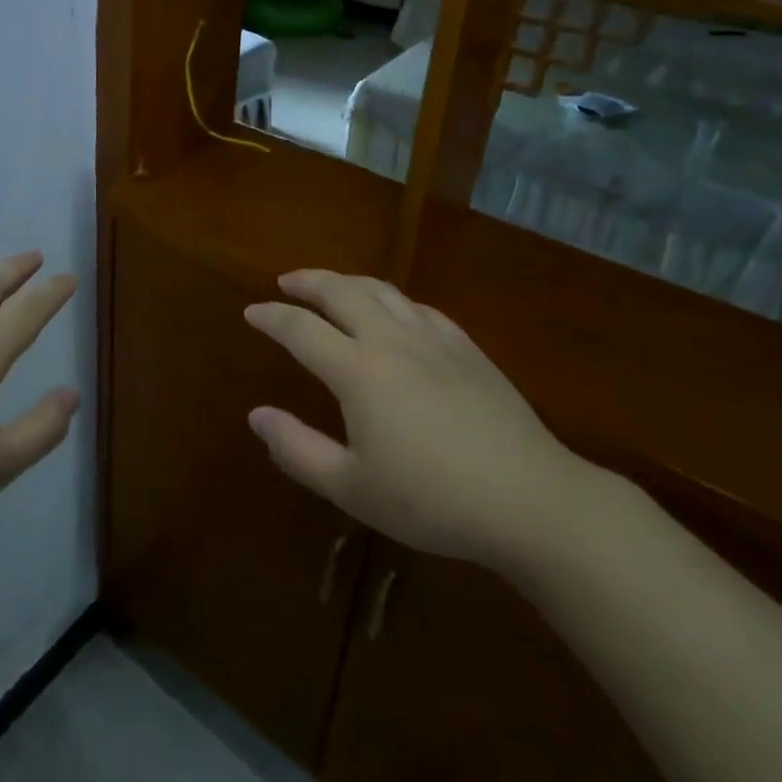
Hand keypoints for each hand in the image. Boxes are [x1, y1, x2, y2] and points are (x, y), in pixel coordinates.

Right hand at [244, 269, 601, 578]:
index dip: (272, 318)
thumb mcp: (353, 488)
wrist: (530, 500)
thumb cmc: (432, 500)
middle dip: (308, 282)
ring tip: (332, 286)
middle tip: (286, 282)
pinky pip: (420, 308)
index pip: (301, 330)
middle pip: (341, 292)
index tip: (251, 312)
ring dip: (348, 282)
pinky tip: (394, 311)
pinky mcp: (467, 348)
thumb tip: (256, 416)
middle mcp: (391, 340)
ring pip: (383, 290)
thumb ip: (298, 449)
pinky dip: (393, 299)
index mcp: (358, 371)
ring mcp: (434, 339)